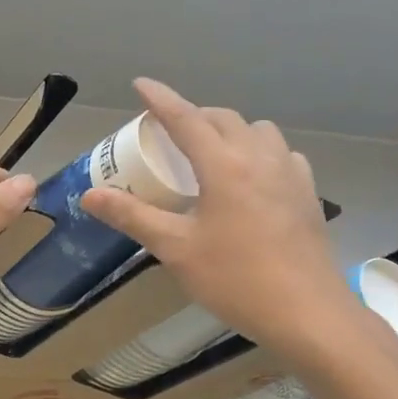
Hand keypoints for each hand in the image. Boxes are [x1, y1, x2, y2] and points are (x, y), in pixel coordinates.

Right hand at [82, 79, 358, 355]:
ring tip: (211, 152)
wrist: (308, 314)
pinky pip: (281, 154)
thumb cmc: (236, 280)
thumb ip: (132, 216)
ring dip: (230, 130)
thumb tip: (89, 196)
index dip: (160, 98)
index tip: (141, 84)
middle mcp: (259, 158)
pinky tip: (252, 178)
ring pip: (257, 130)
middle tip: (168, 132)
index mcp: (224, 166)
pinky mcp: (308, 194)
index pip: (185, 118)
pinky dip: (259, 152)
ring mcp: (290, 174)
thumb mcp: (175, 249)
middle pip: (222, 118)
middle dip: (193, 115)